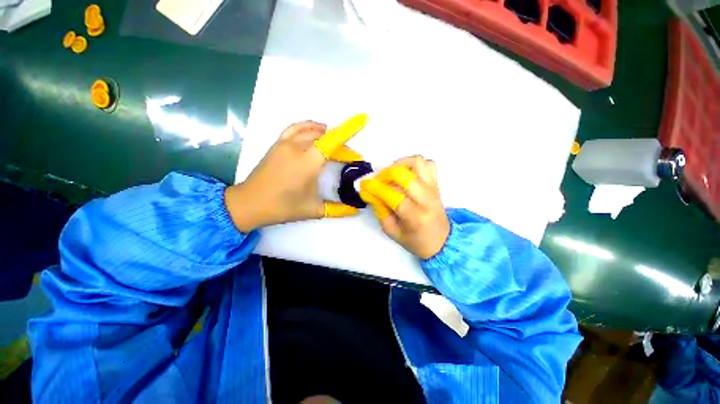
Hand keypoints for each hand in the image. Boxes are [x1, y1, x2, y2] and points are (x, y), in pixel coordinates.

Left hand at [225, 115, 366, 231]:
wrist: (249, 203)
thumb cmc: (282, 207)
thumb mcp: (314, 210)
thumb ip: (338, 210)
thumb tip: (356, 210)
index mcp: (307, 163)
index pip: (332, 141)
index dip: (348, 130)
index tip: (362, 120)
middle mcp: (296, 148)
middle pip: (324, 136)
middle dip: (341, 143)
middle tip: (350, 156)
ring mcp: (284, 144)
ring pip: (310, 129)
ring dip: (326, 132)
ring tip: (336, 139)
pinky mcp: (277, 144)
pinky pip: (295, 128)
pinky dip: (308, 127)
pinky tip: (314, 131)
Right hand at [359, 156, 449, 259]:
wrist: (442, 240)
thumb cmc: (415, 240)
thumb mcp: (392, 231)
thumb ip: (380, 211)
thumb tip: (370, 192)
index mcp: (415, 216)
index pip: (392, 195)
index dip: (375, 188)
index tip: (364, 185)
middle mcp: (426, 199)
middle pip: (404, 175)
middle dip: (385, 174)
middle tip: (378, 180)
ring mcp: (433, 188)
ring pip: (418, 162)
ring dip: (400, 164)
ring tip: (392, 174)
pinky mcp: (436, 183)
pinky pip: (428, 163)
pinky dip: (414, 164)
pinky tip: (406, 173)